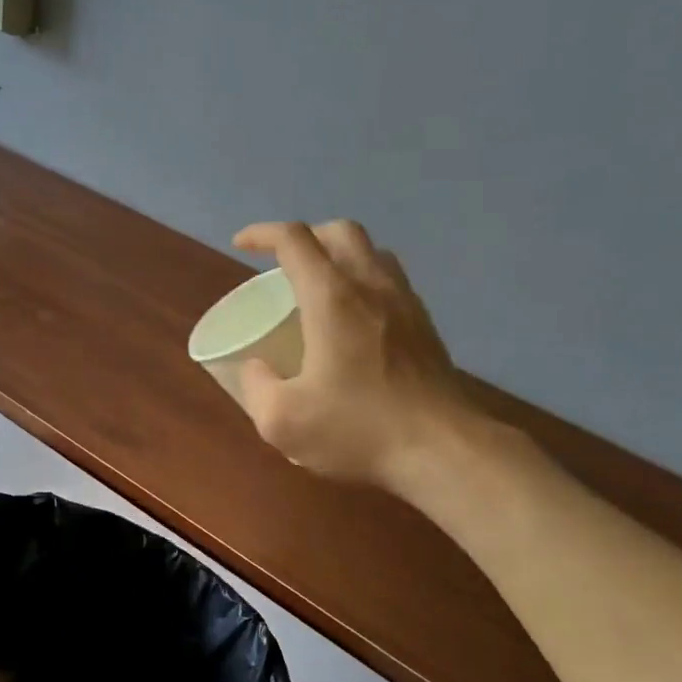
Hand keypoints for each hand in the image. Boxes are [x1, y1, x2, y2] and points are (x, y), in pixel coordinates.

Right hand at [231, 221, 471, 492]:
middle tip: (283, 264)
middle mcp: (371, 286)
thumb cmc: (357, 429)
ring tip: (320, 287)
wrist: (441, 449)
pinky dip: (365, 282)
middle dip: (306, 236)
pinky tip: (356, 321)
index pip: (294, 240)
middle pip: (340, 231)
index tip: (241, 244)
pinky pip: (392, 281)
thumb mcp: (282, 421)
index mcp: (331, 298)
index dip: (262, 233)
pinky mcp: (426, 326)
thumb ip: (257, 387)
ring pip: (373, 252)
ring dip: (340, 256)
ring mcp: (406, 303)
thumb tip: (256, 367)